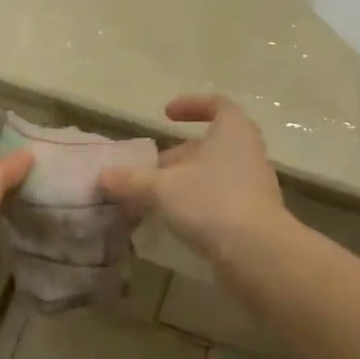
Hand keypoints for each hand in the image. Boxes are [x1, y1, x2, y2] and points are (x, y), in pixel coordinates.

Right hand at [97, 94, 286, 266]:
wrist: (257, 253)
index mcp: (233, 132)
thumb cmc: (210, 202)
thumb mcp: (161, 188)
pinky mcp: (252, 216)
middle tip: (147, 171)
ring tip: (152, 199)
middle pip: (208, 146)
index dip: (191, 105)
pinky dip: (194, 205)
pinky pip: (218, 201)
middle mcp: (247, 153)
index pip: (217, 105)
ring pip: (212, 175)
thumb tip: (103, 176)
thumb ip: (131, 180)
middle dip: (176, 157)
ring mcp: (253, 186)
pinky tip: (172, 222)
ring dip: (182, 183)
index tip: (166, 114)